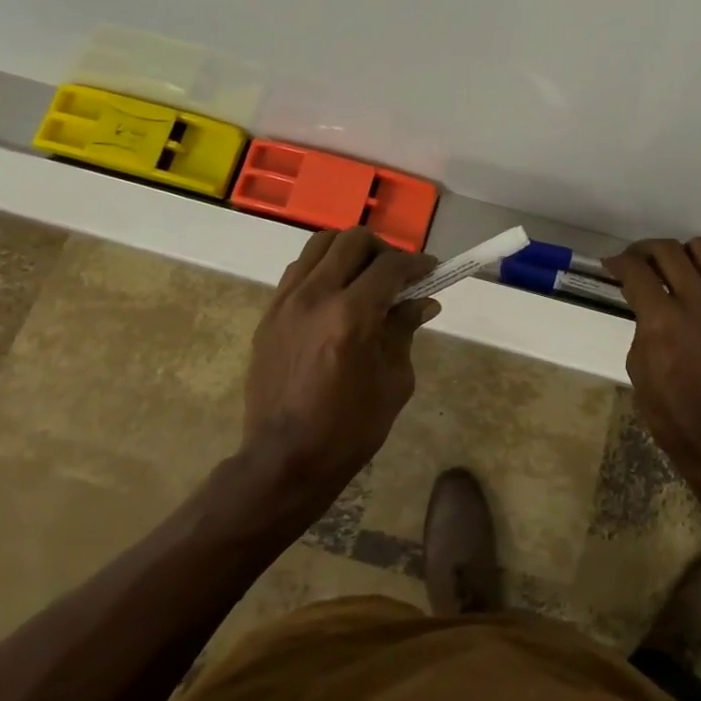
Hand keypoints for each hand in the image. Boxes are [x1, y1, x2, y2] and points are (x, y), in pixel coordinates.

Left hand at [241, 227, 437, 494]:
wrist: (284, 460)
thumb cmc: (348, 428)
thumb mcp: (393, 380)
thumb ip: (404, 331)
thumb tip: (422, 302)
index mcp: (351, 316)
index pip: (391, 266)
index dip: (417, 263)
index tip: (432, 270)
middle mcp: (316, 296)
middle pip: (353, 241)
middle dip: (383, 250)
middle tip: (398, 274)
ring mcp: (286, 302)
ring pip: (320, 245)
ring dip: (349, 252)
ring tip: (365, 277)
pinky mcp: (269, 313)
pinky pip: (299, 269)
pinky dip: (323, 268)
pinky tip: (336, 294)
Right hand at [605, 238, 700, 472]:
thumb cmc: (669, 410)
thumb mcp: (638, 364)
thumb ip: (642, 322)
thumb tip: (644, 297)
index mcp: (663, 319)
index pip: (636, 269)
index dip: (618, 262)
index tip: (612, 265)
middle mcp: (699, 302)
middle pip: (669, 250)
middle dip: (645, 250)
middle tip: (637, 261)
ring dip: (681, 254)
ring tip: (672, 270)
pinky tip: (699, 300)